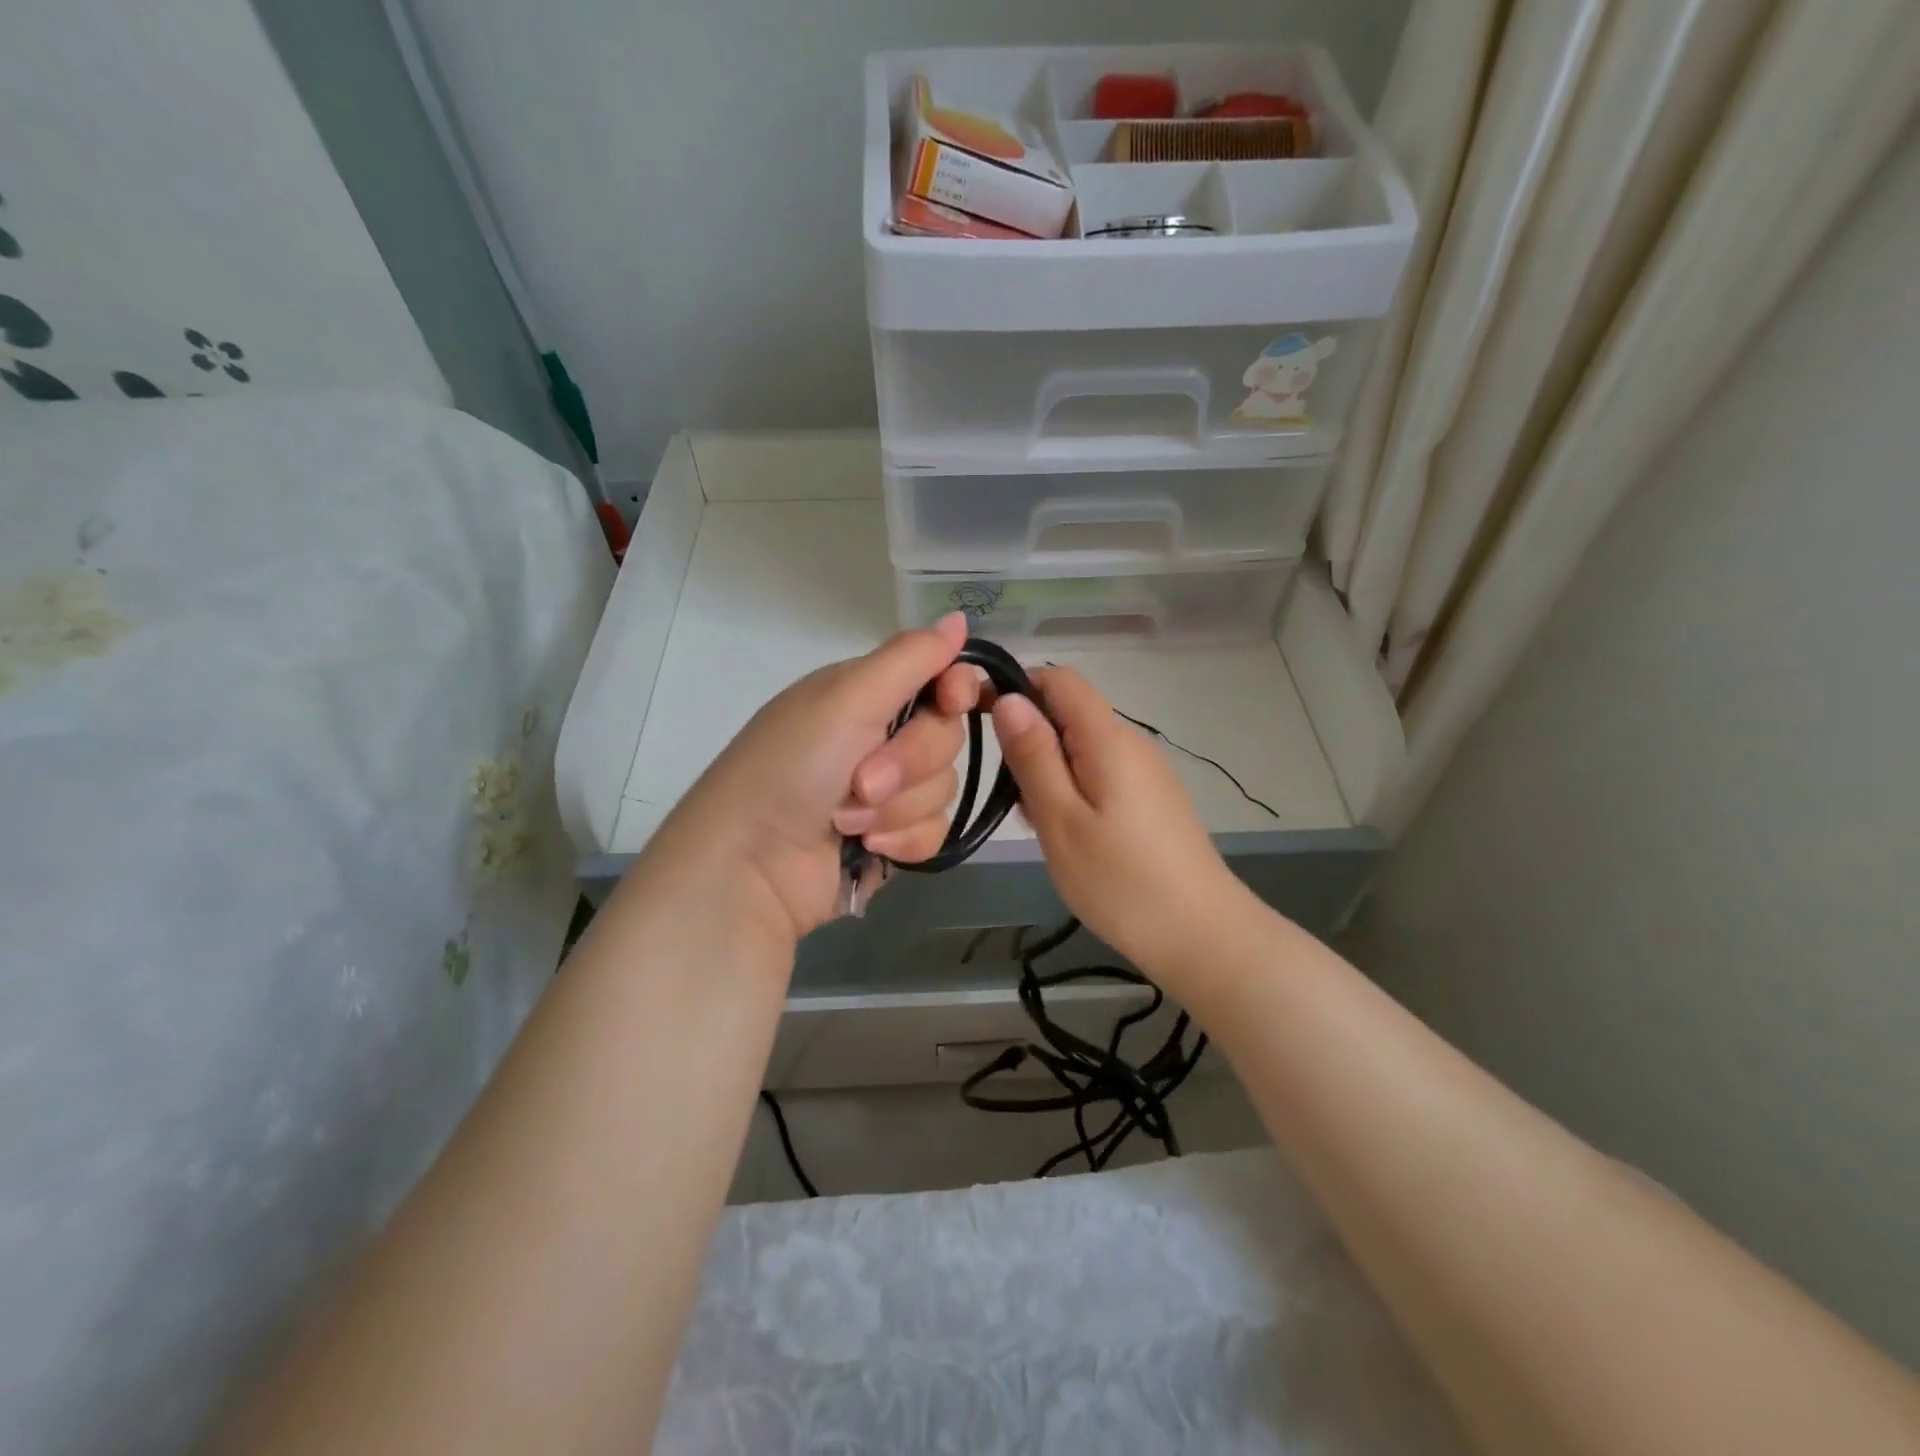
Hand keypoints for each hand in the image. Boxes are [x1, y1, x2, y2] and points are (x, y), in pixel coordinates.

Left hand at [652, 613, 980, 946]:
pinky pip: (935, 831)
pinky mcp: (893, 838)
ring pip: (944, 788)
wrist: (750, 867)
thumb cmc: (791, 768)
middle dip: (909, 763)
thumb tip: (959, 617)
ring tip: (847, 820)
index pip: (942, 678)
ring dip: (897, 808)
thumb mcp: (846, 698)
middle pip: (947, 737)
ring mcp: (889, 792)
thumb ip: (911, 657)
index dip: (957, 690)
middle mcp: (881, 737)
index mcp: (868, 693)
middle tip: (861, 780)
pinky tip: (867, 849)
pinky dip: (902, 841)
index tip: (950, 701)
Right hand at [990, 667, 1244, 972]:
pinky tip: (1067, 834)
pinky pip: (1100, 773)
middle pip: (1069, 712)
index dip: (1018, 686)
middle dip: (1030, 739)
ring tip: (1037, 822)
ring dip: (1048, 769)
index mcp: (1108, 738)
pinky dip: (1072, 789)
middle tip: (1012, 794)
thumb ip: (1033, 756)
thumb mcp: (1061, 820)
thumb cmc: (1121, 881)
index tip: (982, 719)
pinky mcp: (1151, 799)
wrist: (1202, 937)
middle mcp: (1131, 743)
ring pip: (1082, 746)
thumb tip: (1010, 698)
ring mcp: (1146, 772)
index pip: (1060, 679)